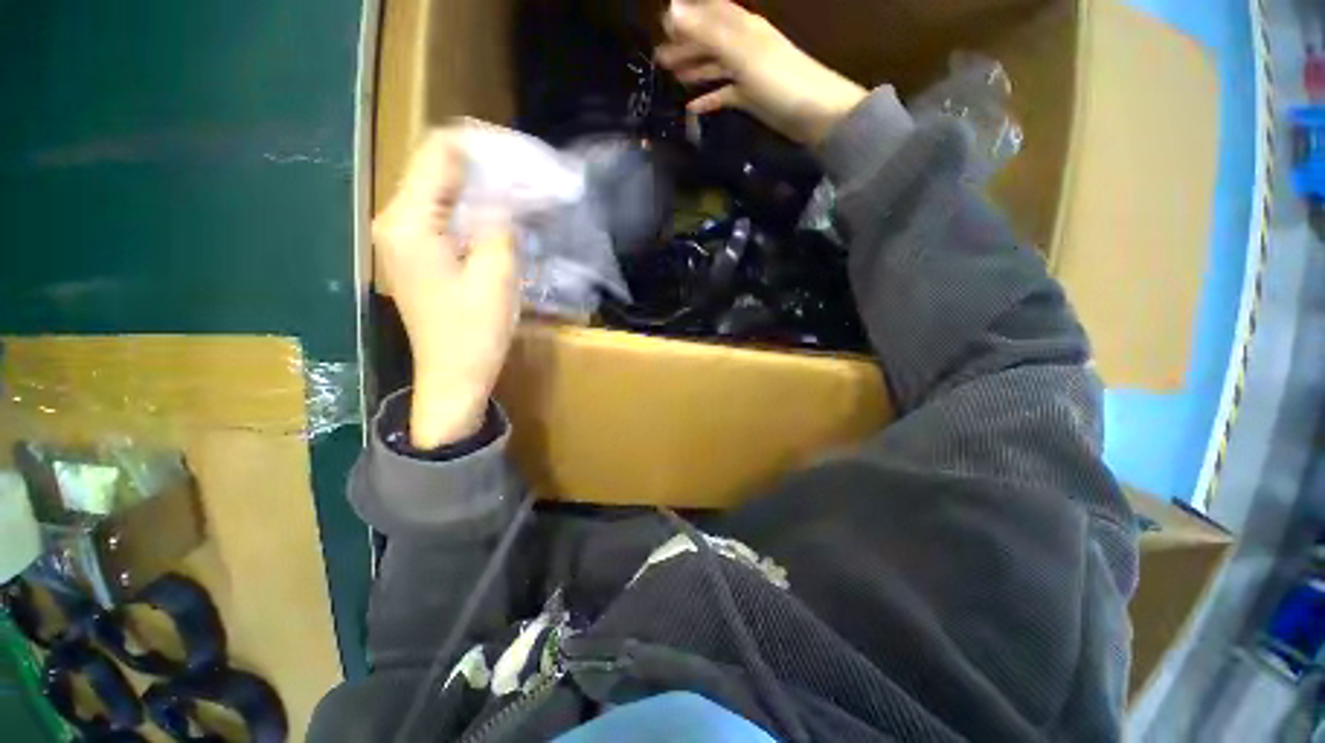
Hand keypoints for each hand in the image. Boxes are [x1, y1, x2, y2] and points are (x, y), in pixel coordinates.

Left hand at [373, 129, 519, 448]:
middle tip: (525, 178)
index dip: (480, 147)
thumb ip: (502, 223)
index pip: (439, 154)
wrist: (452, 376)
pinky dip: (471, 212)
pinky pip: (442, 217)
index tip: (520, 156)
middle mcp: (394, 221)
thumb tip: (511, 190)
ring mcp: (401, 239)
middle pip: (436, 170)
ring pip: (441, 193)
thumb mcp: (497, 274)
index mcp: (409, 222)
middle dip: (482, 168)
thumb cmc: (475, 331)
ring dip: (480, 190)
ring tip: (518, 197)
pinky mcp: (414, 254)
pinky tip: (498, 222)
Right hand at [655, 0, 867, 146]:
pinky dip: (709, 98)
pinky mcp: (750, 97)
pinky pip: (724, 94)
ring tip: (672, 76)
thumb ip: (706, 33)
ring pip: (715, 66)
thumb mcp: (740, 52)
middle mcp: (743, 45)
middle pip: (709, 39)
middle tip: (659, 56)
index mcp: (742, 27)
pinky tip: (693, 107)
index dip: (687, 13)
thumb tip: (671, 8)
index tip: (662, 20)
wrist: (813, 112)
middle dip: (685, 44)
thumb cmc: (778, 78)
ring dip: (694, 68)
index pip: (710, 11)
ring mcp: (747, 72)